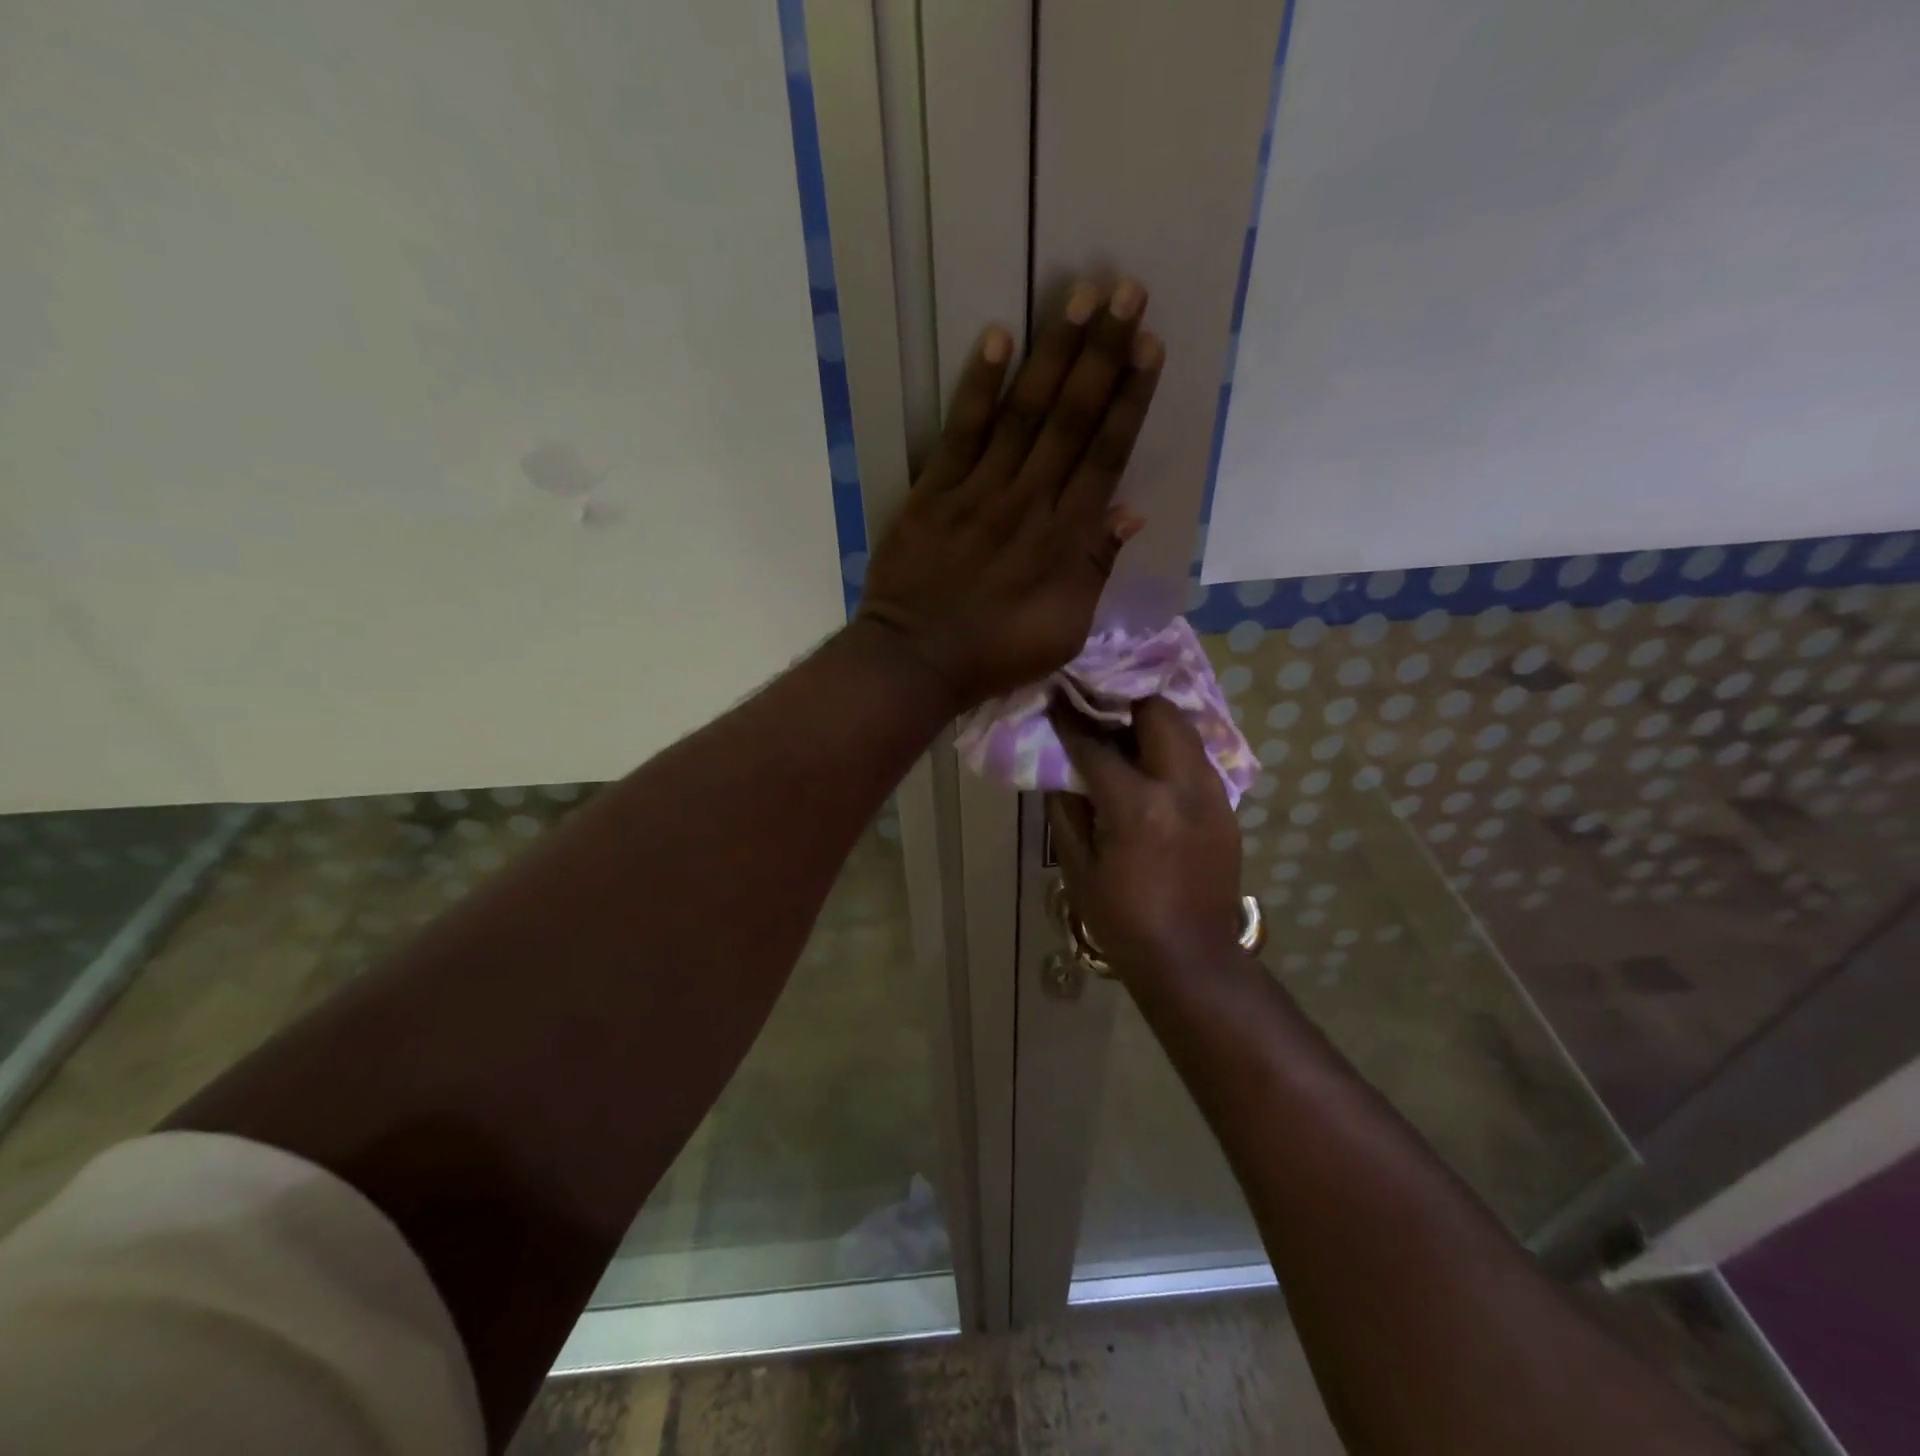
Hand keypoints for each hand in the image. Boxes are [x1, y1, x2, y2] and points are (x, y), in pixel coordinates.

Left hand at [858, 278, 1163, 708]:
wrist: (917, 661)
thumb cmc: (996, 653)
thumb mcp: (1065, 629)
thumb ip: (1096, 569)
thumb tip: (1130, 511)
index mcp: (1065, 539)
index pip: (1106, 455)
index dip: (1130, 399)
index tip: (1150, 346)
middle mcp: (1029, 503)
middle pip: (1072, 419)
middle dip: (1102, 353)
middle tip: (1126, 291)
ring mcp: (979, 492)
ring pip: (1024, 413)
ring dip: (1053, 353)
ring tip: (1078, 294)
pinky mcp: (933, 492)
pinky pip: (960, 431)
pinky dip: (978, 386)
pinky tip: (997, 337)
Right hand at [1047, 697, 1244, 983]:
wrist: (1190, 958)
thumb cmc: (1122, 918)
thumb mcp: (1078, 867)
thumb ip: (1065, 808)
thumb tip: (1058, 766)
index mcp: (1138, 805)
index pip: (1098, 746)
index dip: (1071, 722)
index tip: (1056, 701)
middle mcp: (1182, 787)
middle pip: (1159, 713)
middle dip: (1126, 702)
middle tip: (1099, 709)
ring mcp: (1213, 795)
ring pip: (1185, 731)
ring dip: (1152, 723)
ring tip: (1124, 732)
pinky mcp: (1227, 809)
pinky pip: (1197, 760)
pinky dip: (1171, 751)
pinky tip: (1151, 769)